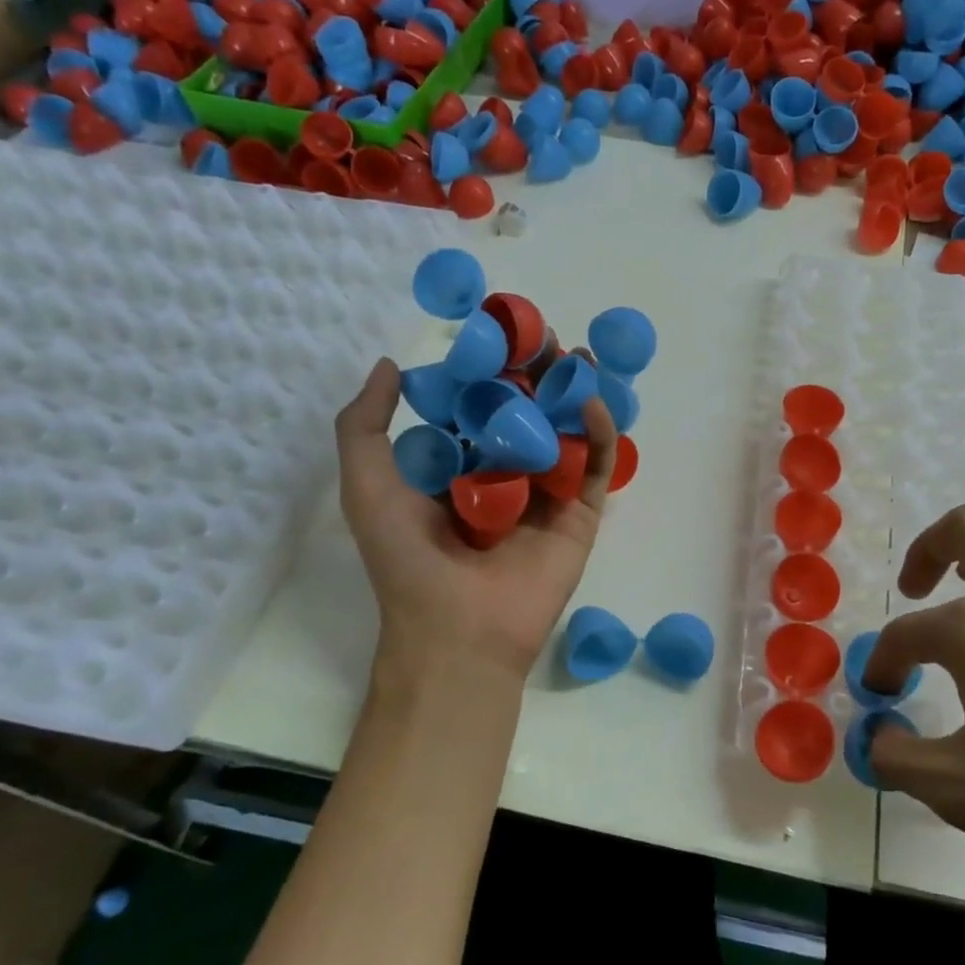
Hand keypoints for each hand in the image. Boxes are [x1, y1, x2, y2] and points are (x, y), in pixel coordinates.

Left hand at [334, 358, 618, 689]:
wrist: (459, 631)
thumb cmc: (409, 559)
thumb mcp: (367, 486)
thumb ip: (364, 426)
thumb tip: (389, 367)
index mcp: (459, 467)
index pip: (480, 406)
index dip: (491, 370)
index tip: (500, 333)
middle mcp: (506, 475)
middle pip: (529, 413)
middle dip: (539, 375)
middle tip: (548, 337)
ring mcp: (547, 494)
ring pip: (567, 433)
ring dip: (575, 395)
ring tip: (580, 358)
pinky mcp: (581, 514)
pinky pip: (594, 466)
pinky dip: (600, 433)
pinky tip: (592, 403)